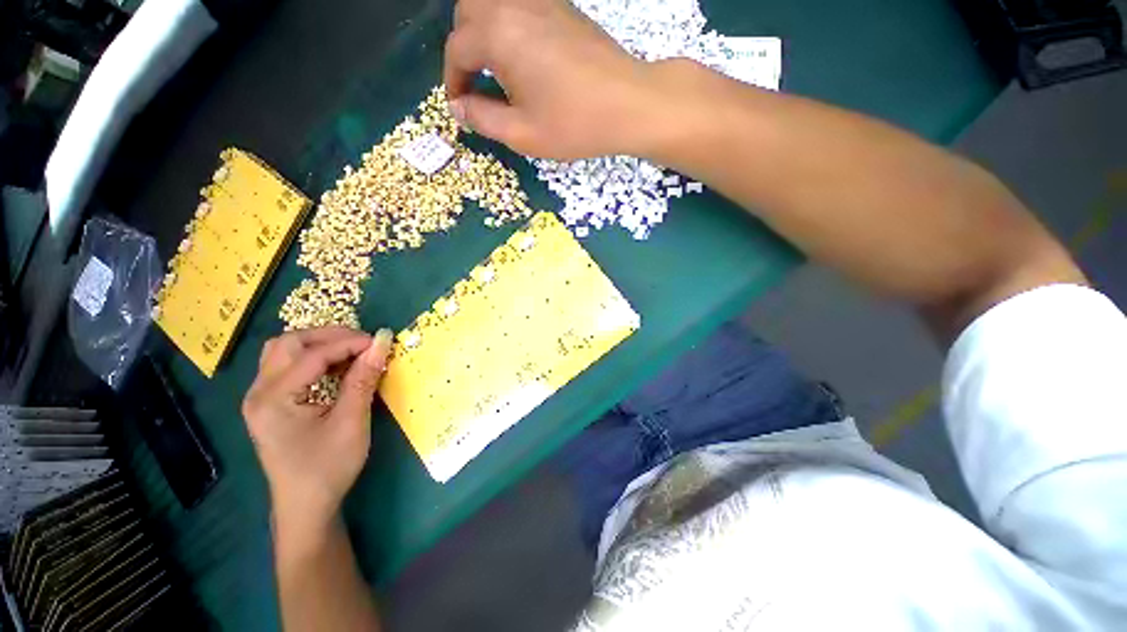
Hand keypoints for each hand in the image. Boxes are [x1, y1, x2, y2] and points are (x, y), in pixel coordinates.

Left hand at [242, 327, 393, 529]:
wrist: (306, 506)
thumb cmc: (328, 468)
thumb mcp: (351, 422)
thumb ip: (363, 380)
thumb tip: (382, 345)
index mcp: (273, 399)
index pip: (312, 355)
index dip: (349, 342)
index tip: (380, 342)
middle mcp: (259, 393)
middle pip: (288, 343)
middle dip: (329, 336)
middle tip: (363, 343)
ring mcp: (261, 398)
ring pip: (285, 352)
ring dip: (320, 345)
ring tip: (352, 352)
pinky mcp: (270, 404)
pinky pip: (288, 367)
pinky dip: (315, 359)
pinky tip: (337, 368)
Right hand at [444, 0, 663, 159]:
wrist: (629, 103)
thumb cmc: (574, 124)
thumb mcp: (522, 134)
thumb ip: (483, 119)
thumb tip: (459, 108)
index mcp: (498, 34)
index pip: (457, 50)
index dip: (452, 81)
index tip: (460, 107)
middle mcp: (514, 5)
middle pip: (468, 13)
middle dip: (463, 49)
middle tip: (474, 85)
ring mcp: (541, 1)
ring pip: (493, 3)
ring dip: (482, 33)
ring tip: (494, 70)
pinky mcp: (562, 7)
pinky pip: (520, 6)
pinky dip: (507, 25)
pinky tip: (521, 56)